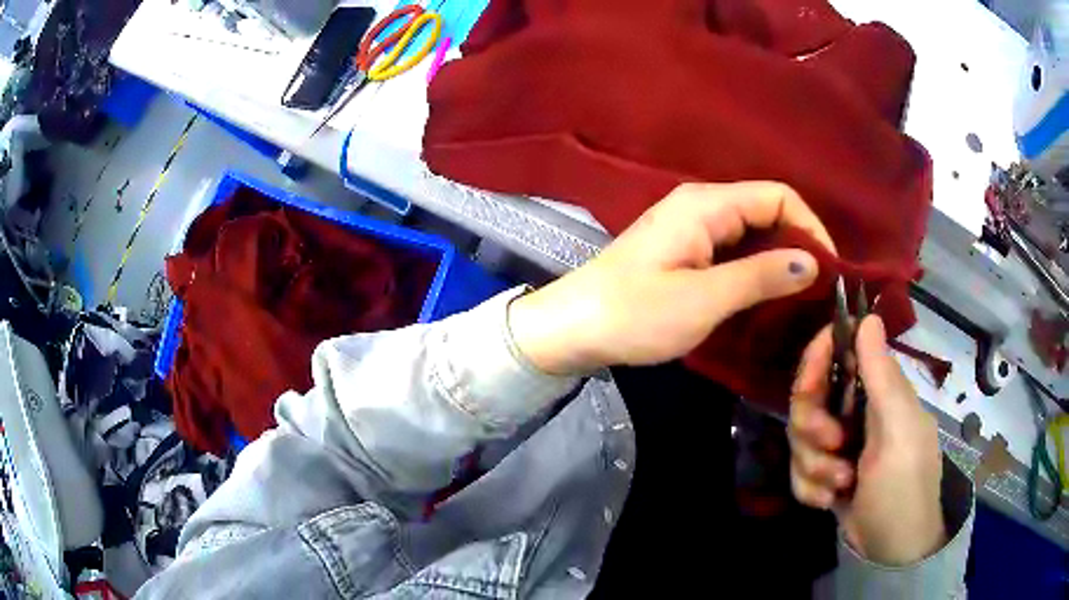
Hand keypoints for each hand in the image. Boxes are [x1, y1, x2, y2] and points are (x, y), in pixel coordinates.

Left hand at [508, 181, 834, 374]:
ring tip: (800, 297)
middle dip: (798, 243)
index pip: (778, 195)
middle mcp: (700, 204)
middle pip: (767, 210)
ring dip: (778, 258)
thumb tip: (811, 262)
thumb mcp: (704, 299)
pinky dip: (755, 267)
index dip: (810, 227)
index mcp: (706, 205)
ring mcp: (690, 226)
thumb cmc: (635, 313)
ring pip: (751, 231)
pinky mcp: (683, 249)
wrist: (572, 328)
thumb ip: (760, 276)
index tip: (828, 270)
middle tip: (818, 290)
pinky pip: (732, 248)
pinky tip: (765, 294)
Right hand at [788, 316, 946, 565]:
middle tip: (833, 446)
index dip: (818, 358)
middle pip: (808, 399)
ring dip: (814, 466)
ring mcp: (838, 447)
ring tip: (841, 486)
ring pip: (798, 439)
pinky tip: (831, 502)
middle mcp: (855, 413)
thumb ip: (883, 376)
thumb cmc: (904, 486)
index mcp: (878, 392)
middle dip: (812, 427)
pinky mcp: (824, 475)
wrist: (892, 550)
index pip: (840, 354)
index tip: (810, 380)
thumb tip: (869, 315)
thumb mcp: (900, 431)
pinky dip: (809, 489)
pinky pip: (797, 471)